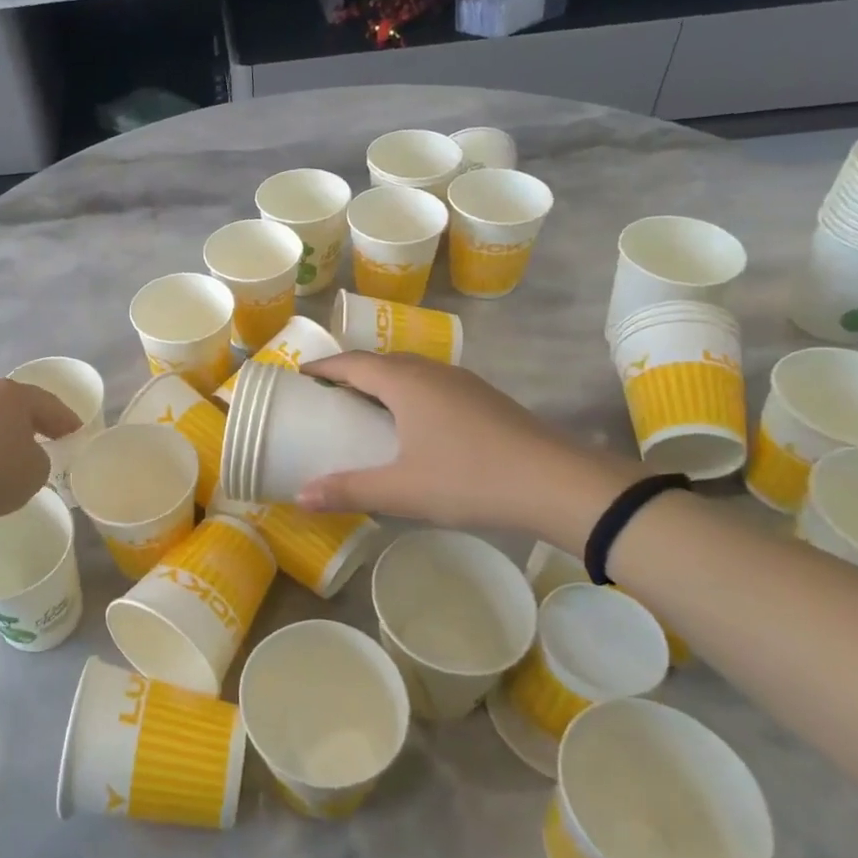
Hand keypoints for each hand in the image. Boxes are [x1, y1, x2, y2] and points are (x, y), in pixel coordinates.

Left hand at [0, 379, 80, 528]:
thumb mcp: (37, 471)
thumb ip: (40, 457)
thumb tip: (25, 453)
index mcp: (13, 395)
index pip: (48, 403)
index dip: (66, 419)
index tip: (76, 433)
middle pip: (14, 404)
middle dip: (31, 419)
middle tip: (48, 436)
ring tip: (9, 450)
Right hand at [294, 352, 639, 544]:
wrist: (557, 483)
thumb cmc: (469, 479)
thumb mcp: (401, 490)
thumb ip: (348, 490)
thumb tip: (300, 496)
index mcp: (405, 383)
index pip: (353, 363)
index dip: (324, 367)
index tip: (300, 374)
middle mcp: (432, 372)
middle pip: (382, 361)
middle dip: (351, 372)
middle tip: (328, 394)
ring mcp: (463, 382)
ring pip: (412, 371)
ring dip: (383, 381)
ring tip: (366, 406)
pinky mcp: (485, 398)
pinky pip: (433, 384)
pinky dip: (409, 392)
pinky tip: (414, 423)